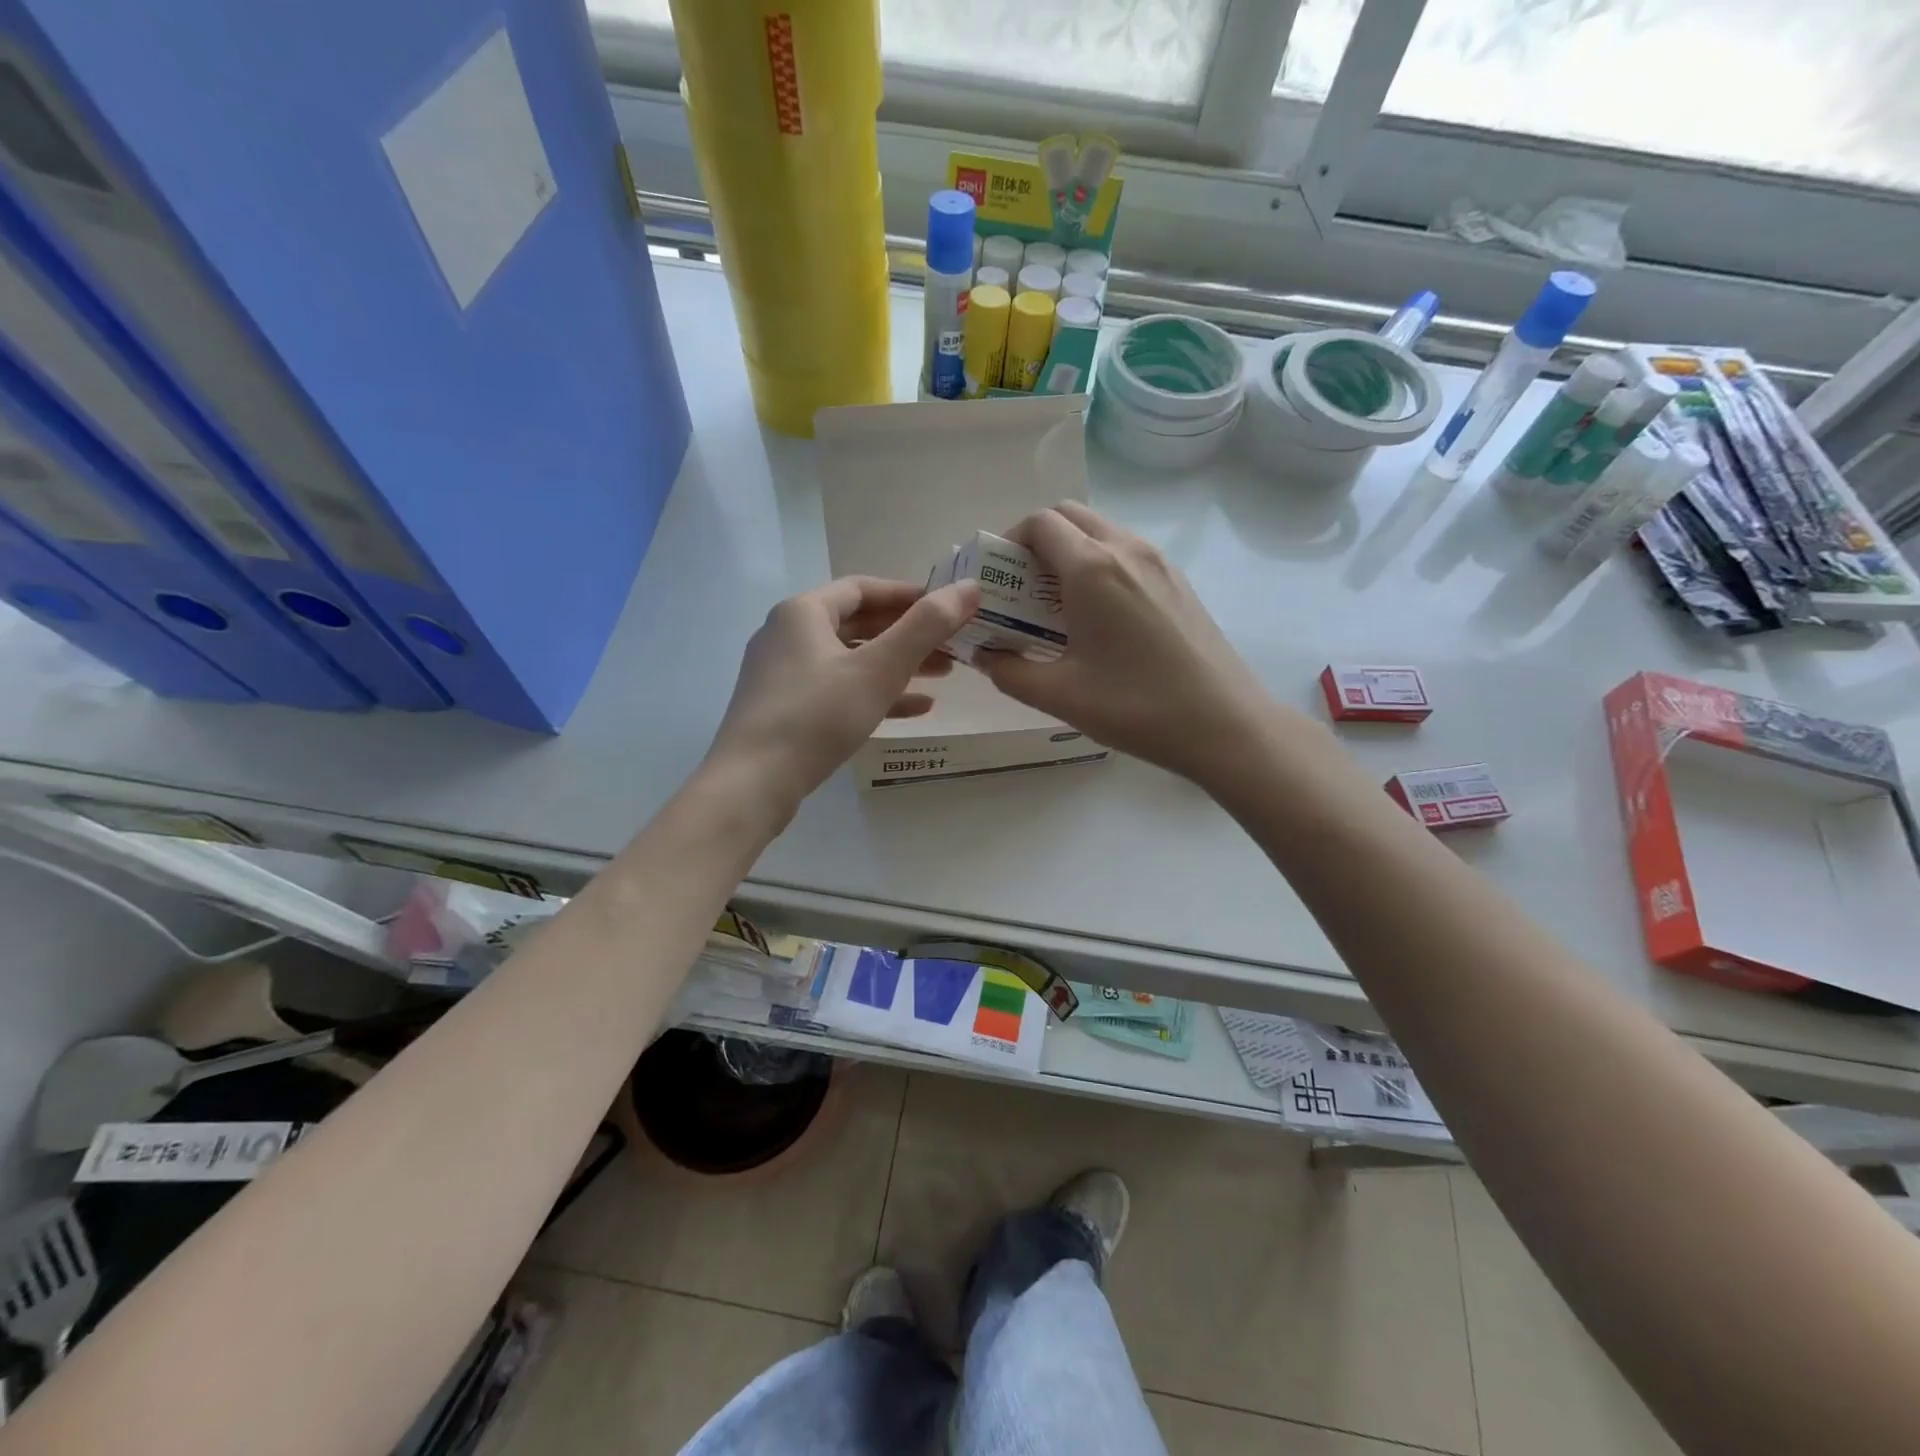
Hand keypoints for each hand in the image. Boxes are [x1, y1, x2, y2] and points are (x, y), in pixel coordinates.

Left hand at [704, 575, 980, 819]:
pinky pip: (838, 690)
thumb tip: (969, 587)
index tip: (947, 608)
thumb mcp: (879, 669)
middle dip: (909, 635)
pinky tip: (915, 709)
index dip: (908, 594)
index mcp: (803, 612)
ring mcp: (783, 674)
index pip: (863, 588)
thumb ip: (926, 627)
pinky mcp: (785, 709)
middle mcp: (788, 634)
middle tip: (953, 646)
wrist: (753, 784)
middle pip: (859, 624)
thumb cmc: (817, 716)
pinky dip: (875, 693)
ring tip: (943, 676)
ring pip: (851, 660)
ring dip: (897, 665)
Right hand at [976, 503, 1274, 785]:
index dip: (1008, 542)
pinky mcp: (1178, 581)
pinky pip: (1127, 554)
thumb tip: (982, 654)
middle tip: (1021, 589)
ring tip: (1056, 606)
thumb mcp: (1059, 696)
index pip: (1040, 523)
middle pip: (1070, 516)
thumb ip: (1008, 671)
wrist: (1225, 724)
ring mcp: (1159, 562)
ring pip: (1101, 532)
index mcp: (1092, 568)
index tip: (997, 579)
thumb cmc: (1136, 707)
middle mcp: (1127, 550)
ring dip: (1069, 554)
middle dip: (1036, 542)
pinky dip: (1099, 566)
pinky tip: (1097, 618)